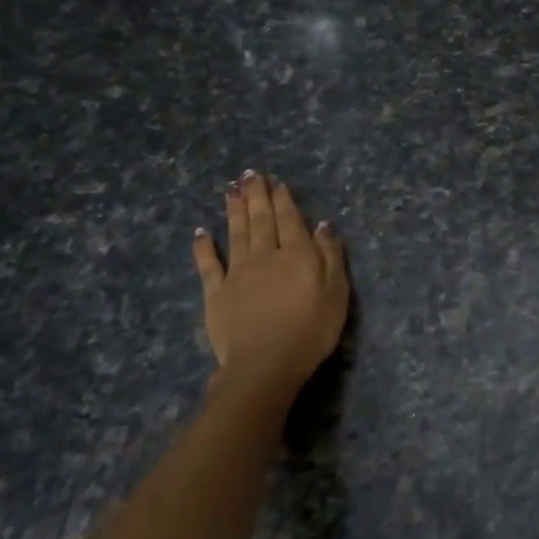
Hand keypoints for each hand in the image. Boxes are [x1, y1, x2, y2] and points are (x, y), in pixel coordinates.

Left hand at [192, 172, 348, 414]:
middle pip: (261, 220)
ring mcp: (238, 273)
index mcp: (297, 254)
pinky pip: (209, 265)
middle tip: (250, 174)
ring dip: (234, 210)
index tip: (277, 182)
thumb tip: (322, 225)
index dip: (284, 200)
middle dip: (257, 196)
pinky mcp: (216, 293)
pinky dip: (204, 246)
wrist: (265, 364)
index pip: (290, 220)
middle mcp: (266, 255)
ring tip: (231, 189)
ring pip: (236, 233)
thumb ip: (331, 255)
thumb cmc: (311, 330)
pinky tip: (201, 231)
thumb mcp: (337, 292)